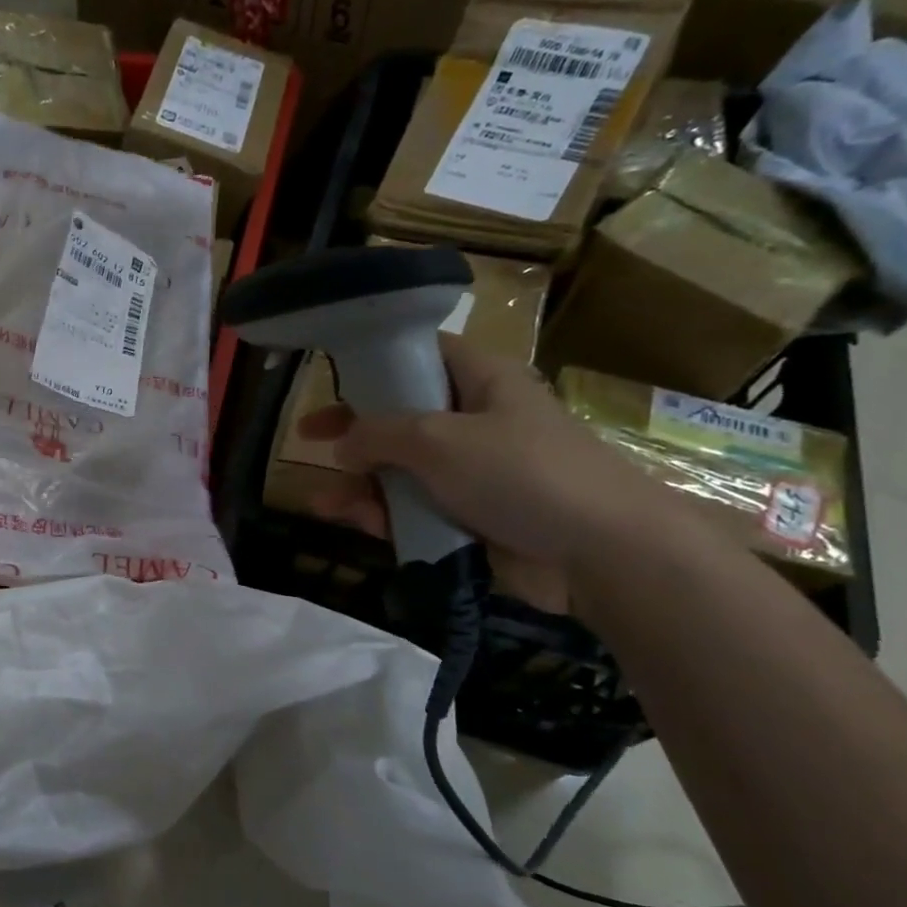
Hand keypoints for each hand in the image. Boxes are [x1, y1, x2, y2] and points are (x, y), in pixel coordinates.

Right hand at [296, 335, 676, 582]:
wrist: (600, 552)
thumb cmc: (521, 473)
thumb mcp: (438, 440)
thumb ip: (378, 434)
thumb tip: (342, 444)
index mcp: (480, 381)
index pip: (421, 354)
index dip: (374, 362)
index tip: (331, 377)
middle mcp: (474, 420)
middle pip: (400, 415)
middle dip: (353, 431)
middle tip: (306, 439)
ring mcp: (473, 471)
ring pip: (401, 468)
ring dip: (361, 484)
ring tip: (324, 503)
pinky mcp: (471, 515)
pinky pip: (416, 507)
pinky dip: (386, 514)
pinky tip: (358, 524)